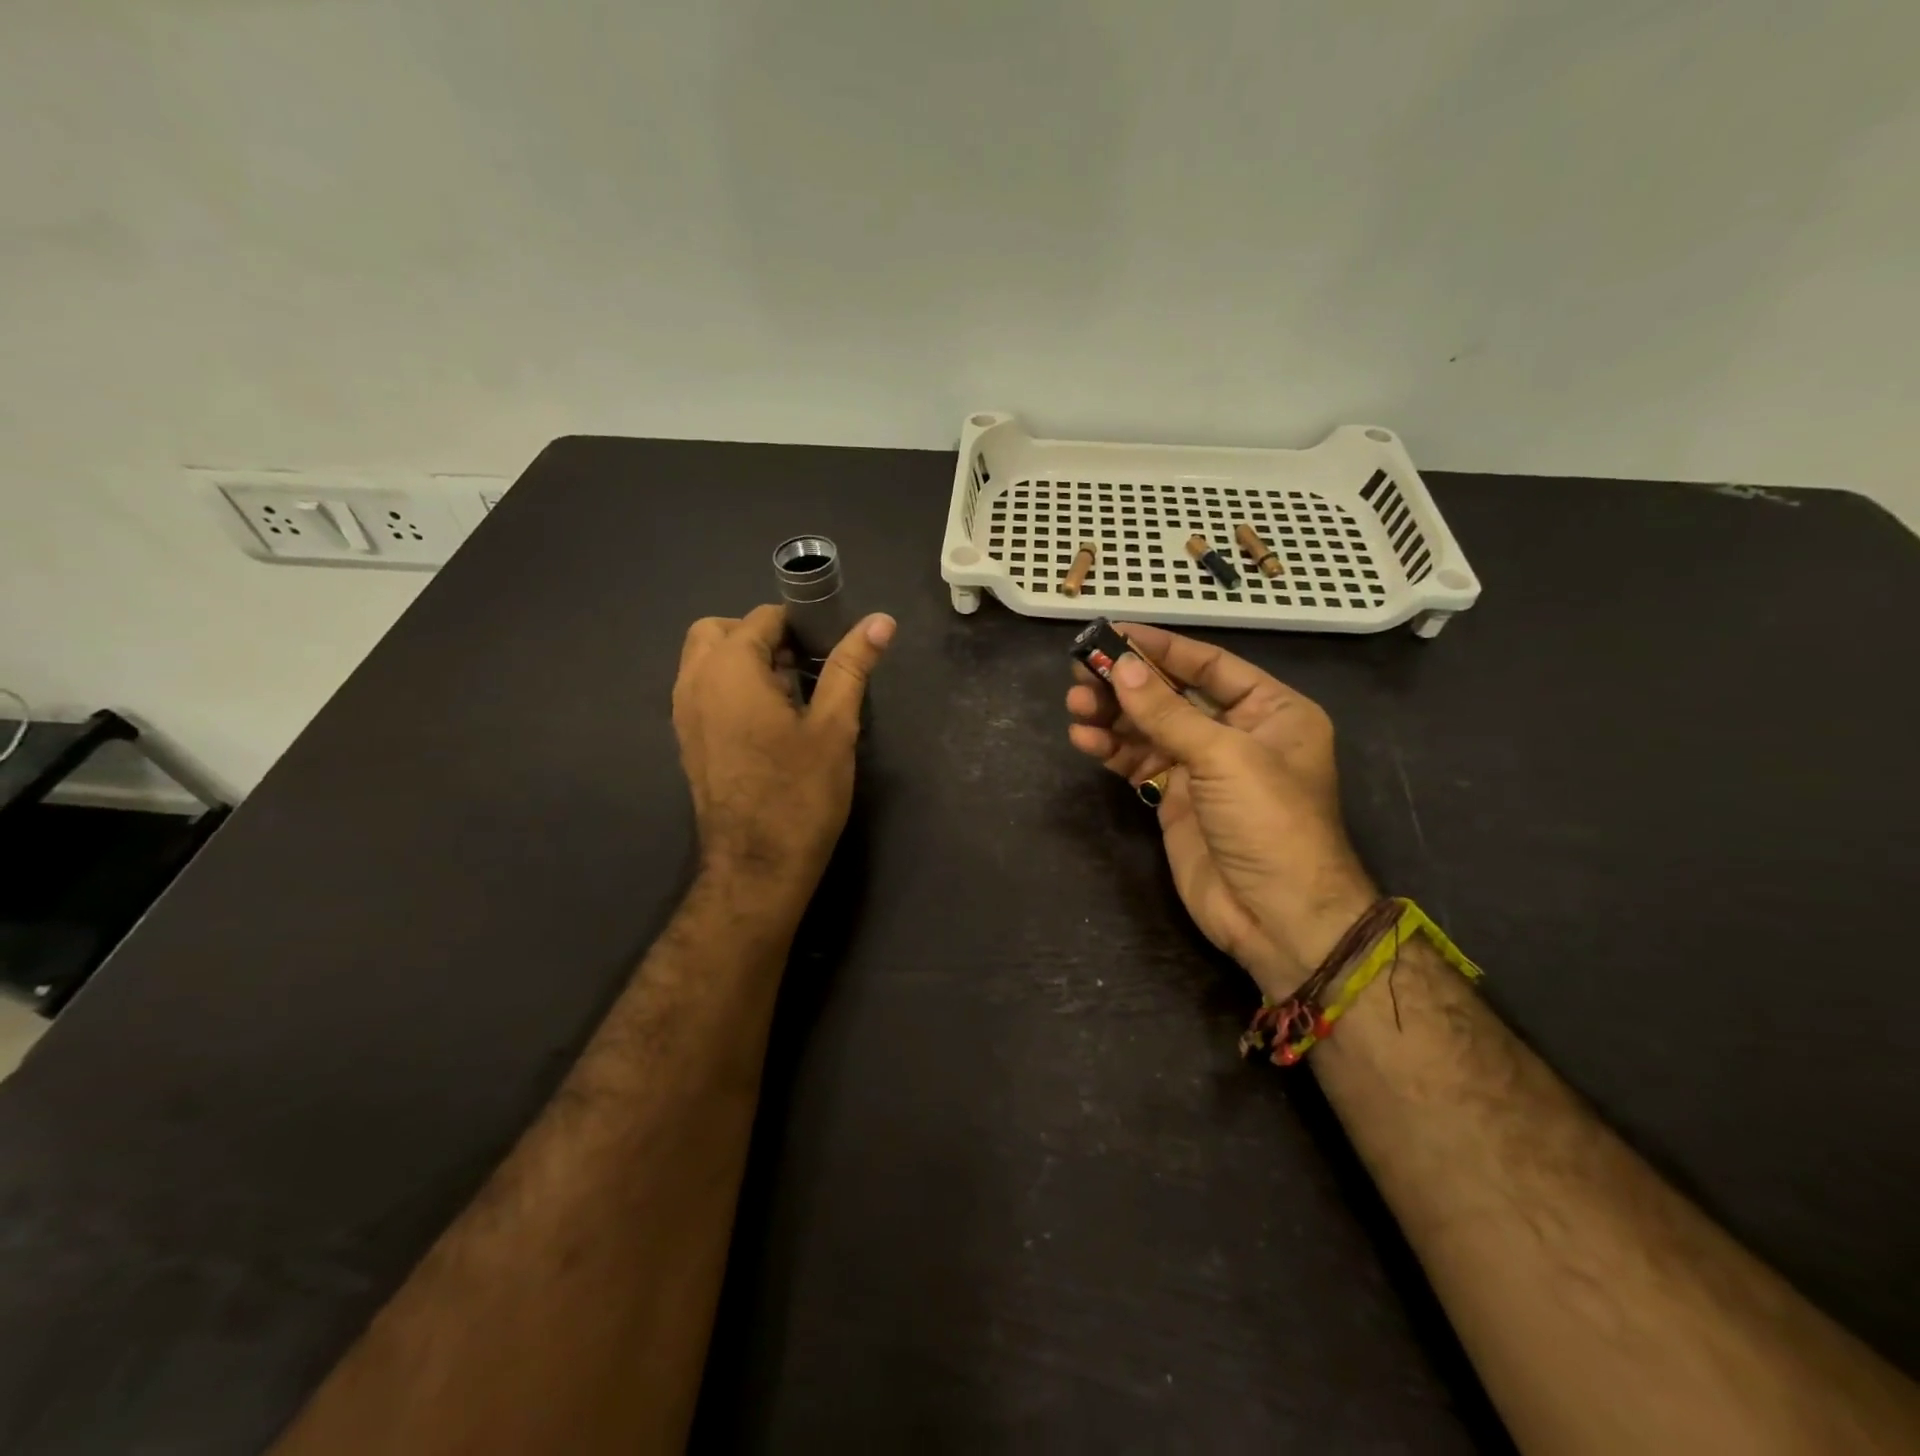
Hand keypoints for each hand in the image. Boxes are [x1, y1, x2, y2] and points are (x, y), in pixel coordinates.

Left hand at [674, 605, 894, 903]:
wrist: (757, 866)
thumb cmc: (800, 793)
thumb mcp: (834, 726)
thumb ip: (851, 666)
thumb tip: (880, 620)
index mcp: (729, 668)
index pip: (763, 618)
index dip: (800, 625)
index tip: (829, 649)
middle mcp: (694, 682)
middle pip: (721, 631)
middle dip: (761, 636)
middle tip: (802, 667)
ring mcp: (684, 714)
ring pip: (706, 662)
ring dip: (743, 662)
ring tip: (789, 695)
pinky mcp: (688, 741)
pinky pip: (703, 692)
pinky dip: (730, 688)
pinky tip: (768, 724)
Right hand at [1065, 623, 1376, 999]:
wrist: (1276, 917)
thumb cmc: (1268, 822)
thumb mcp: (1224, 757)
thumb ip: (1168, 712)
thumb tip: (1122, 667)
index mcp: (1271, 711)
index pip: (1209, 664)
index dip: (1162, 647)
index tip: (1114, 633)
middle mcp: (1237, 733)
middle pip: (1172, 695)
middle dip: (1128, 684)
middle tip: (1081, 673)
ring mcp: (1203, 769)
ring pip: (1149, 728)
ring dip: (1112, 715)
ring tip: (1075, 705)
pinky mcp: (1174, 800)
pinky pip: (1138, 763)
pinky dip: (1111, 750)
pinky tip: (1085, 739)